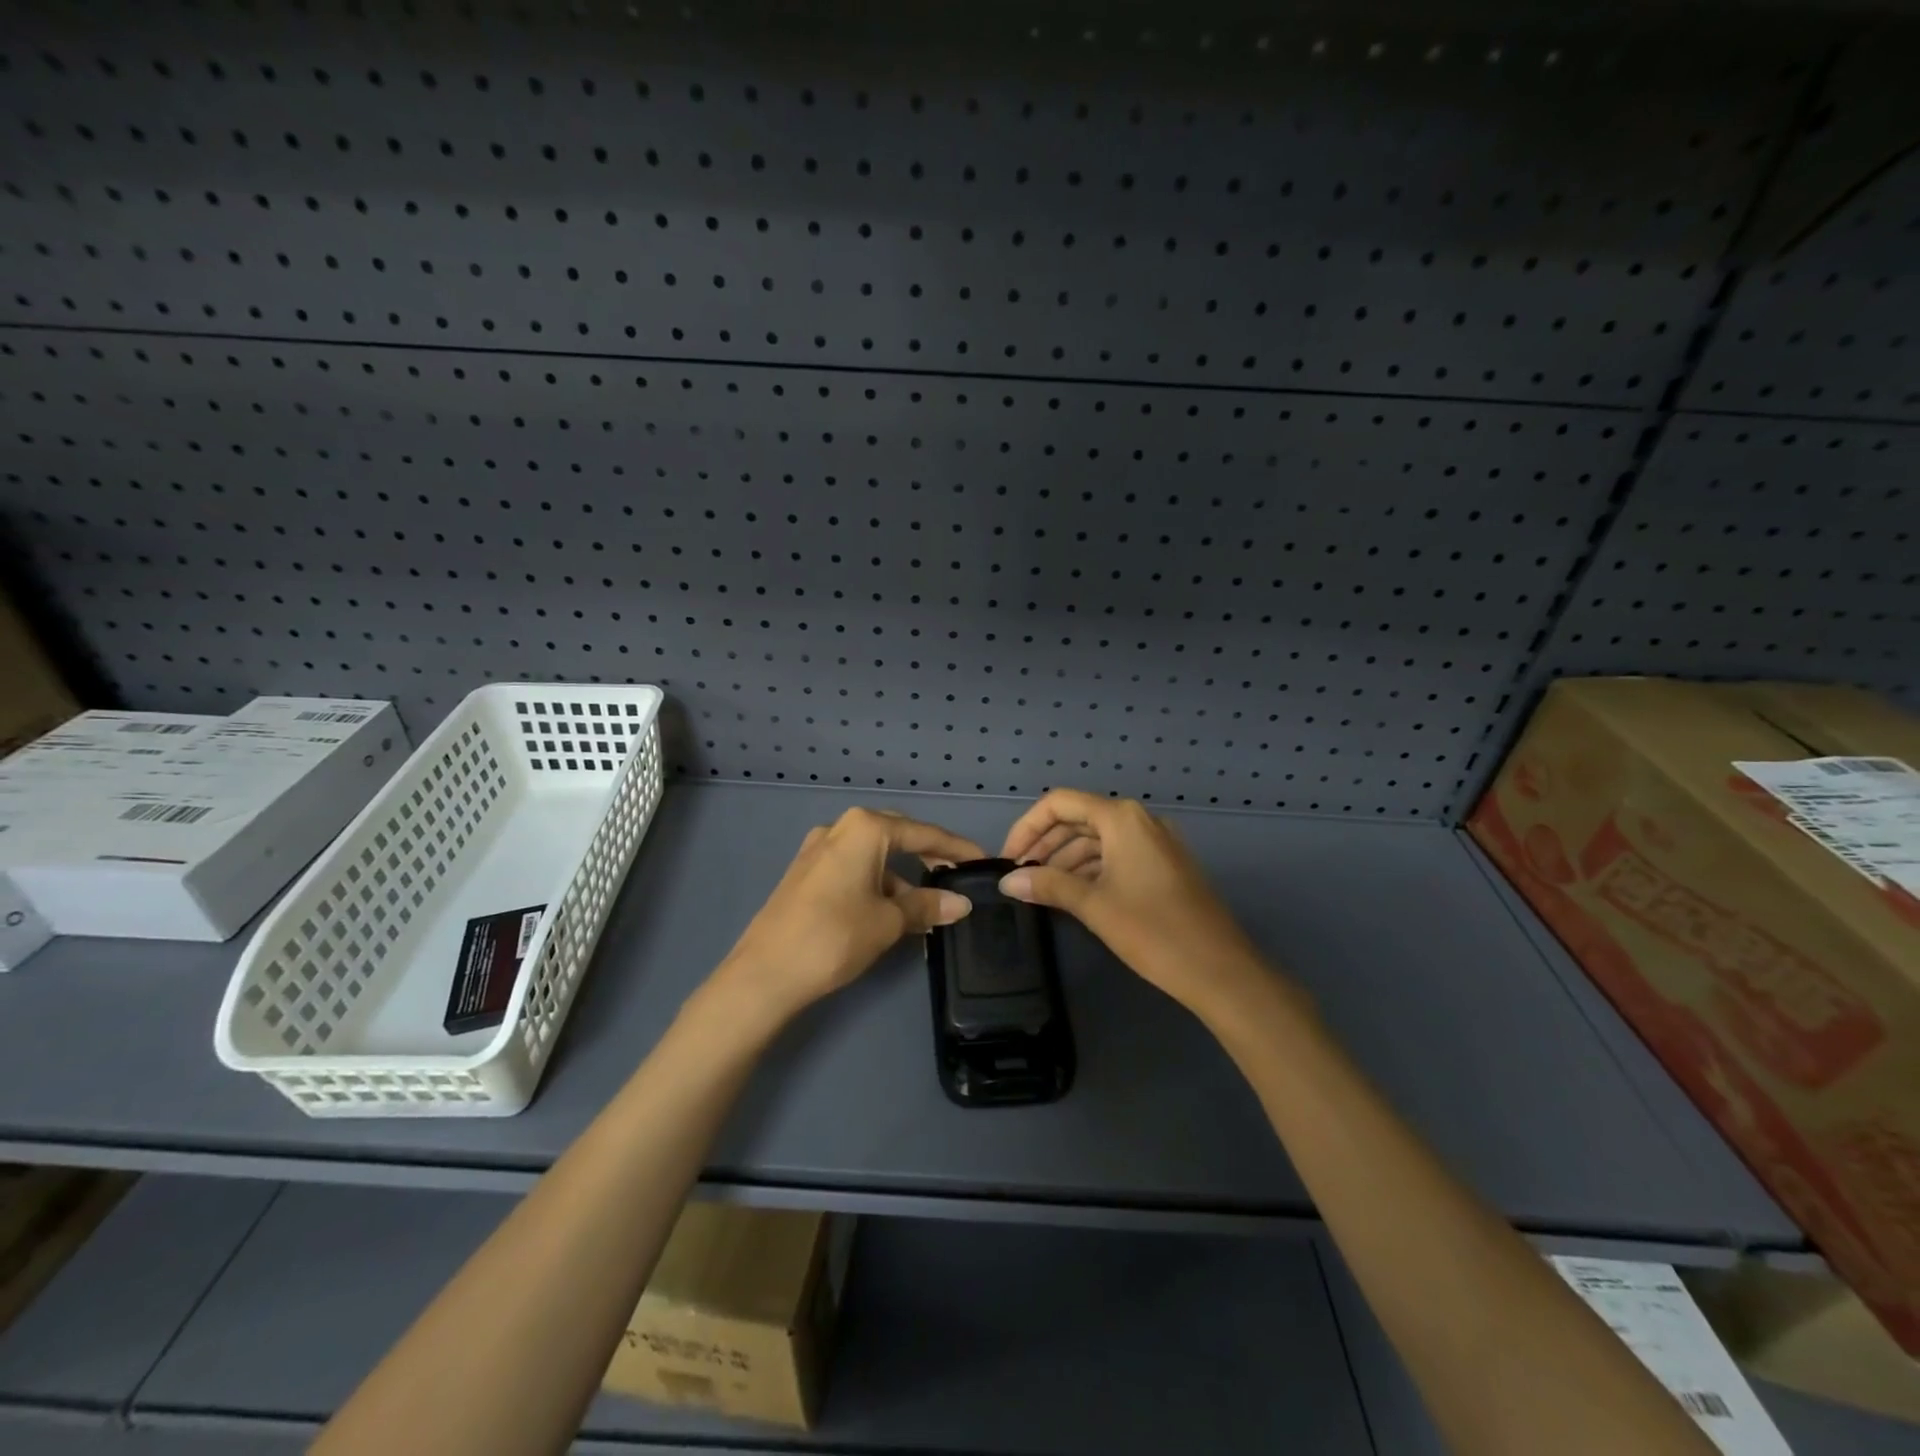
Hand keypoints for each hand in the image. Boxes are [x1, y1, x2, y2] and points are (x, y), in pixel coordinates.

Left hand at [719, 807, 982, 1021]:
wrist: (764, 974)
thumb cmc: (834, 937)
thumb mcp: (888, 922)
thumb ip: (927, 906)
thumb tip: (961, 904)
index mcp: (864, 828)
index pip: (923, 833)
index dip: (956, 849)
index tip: (982, 861)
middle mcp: (840, 828)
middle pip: (897, 836)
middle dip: (928, 856)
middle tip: (956, 878)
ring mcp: (818, 849)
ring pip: (873, 855)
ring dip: (901, 877)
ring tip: (925, 909)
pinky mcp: (805, 873)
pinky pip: (853, 868)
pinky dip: (877, 884)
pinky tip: (890, 912)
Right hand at [999, 789, 1273, 1016]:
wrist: (1221, 970)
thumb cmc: (1154, 931)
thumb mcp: (1094, 906)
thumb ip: (1048, 886)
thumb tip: (1007, 881)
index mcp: (1122, 818)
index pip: (1060, 803)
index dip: (1028, 826)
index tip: (1008, 858)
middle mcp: (1140, 820)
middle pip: (1079, 818)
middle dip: (1045, 844)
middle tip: (1019, 876)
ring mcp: (1156, 843)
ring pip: (1098, 839)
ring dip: (1066, 859)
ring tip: (1039, 889)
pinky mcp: (1164, 866)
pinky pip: (1117, 855)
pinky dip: (1090, 869)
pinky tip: (1072, 894)